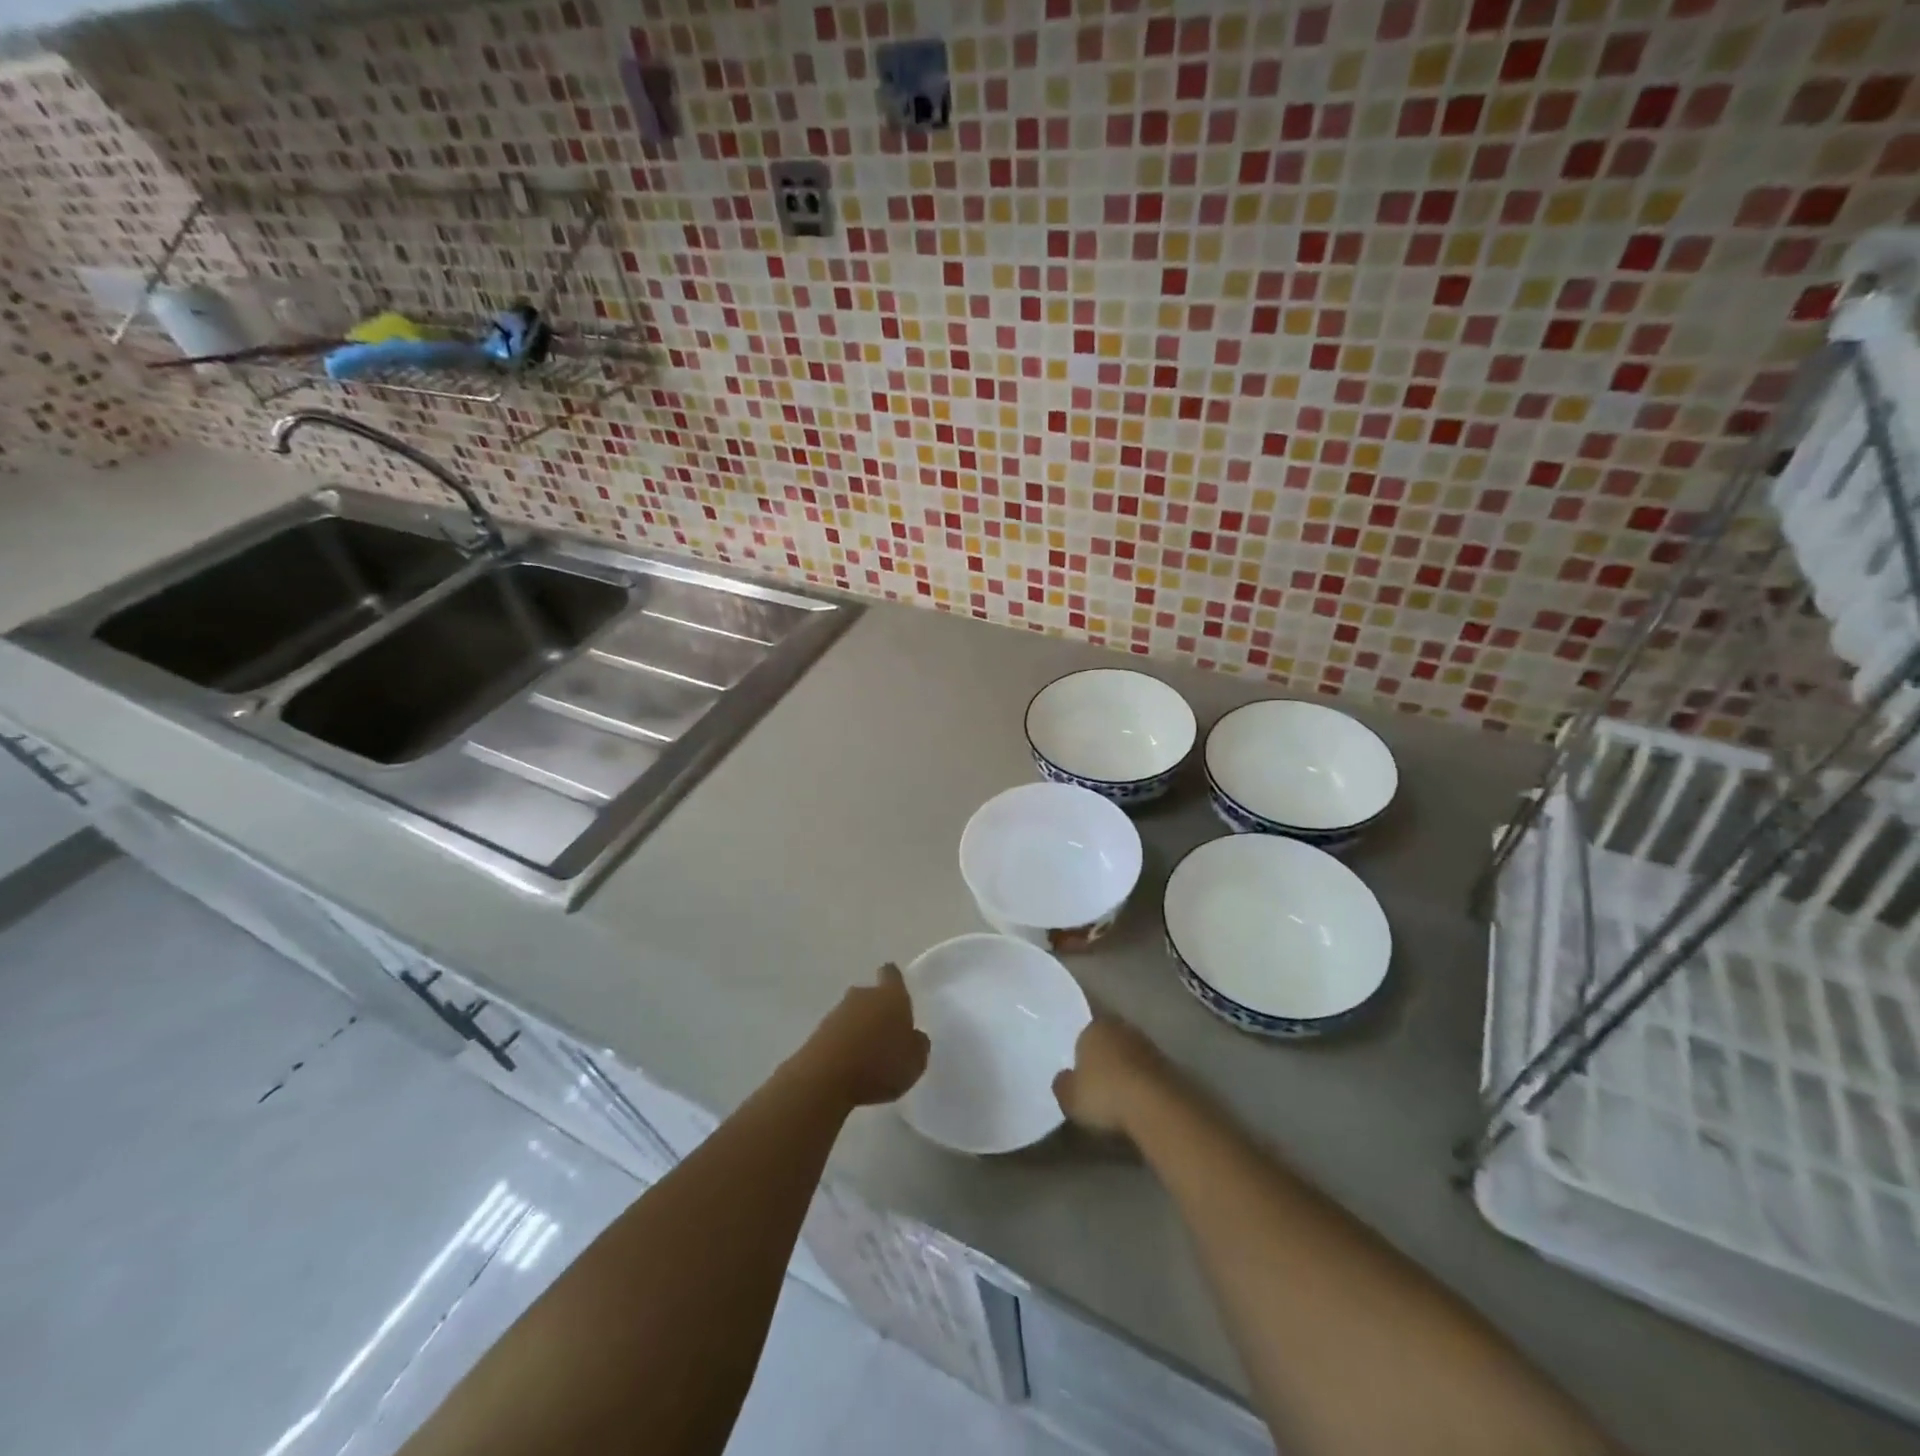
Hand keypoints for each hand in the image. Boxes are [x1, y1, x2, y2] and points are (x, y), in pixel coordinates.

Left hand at [802, 963, 930, 1107]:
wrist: (826, 1079)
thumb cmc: (880, 1065)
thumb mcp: (915, 1062)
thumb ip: (918, 1044)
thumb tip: (914, 1035)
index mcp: (891, 996)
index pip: (891, 974)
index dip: (893, 979)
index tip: (895, 986)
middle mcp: (863, 996)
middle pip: (870, 995)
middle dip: (876, 1010)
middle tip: (886, 1033)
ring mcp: (836, 1013)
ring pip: (852, 1015)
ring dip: (858, 1029)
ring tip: (867, 1056)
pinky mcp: (817, 1033)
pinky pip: (837, 1034)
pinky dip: (843, 1045)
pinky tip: (848, 1067)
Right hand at [1053, 1015, 1172, 1136]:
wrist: (1157, 1107)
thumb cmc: (1105, 1095)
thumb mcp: (1069, 1098)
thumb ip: (1062, 1085)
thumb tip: (1063, 1078)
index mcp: (1094, 1027)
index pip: (1083, 1035)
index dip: (1080, 1056)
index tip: (1080, 1076)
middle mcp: (1121, 1028)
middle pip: (1108, 1041)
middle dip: (1104, 1059)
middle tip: (1098, 1084)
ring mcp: (1147, 1044)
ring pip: (1129, 1054)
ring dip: (1126, 1070)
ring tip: (1120, 1096)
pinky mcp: (1169, 1064)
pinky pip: (1147, 1071)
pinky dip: (1143, 1083)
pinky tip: (1139, 1102)